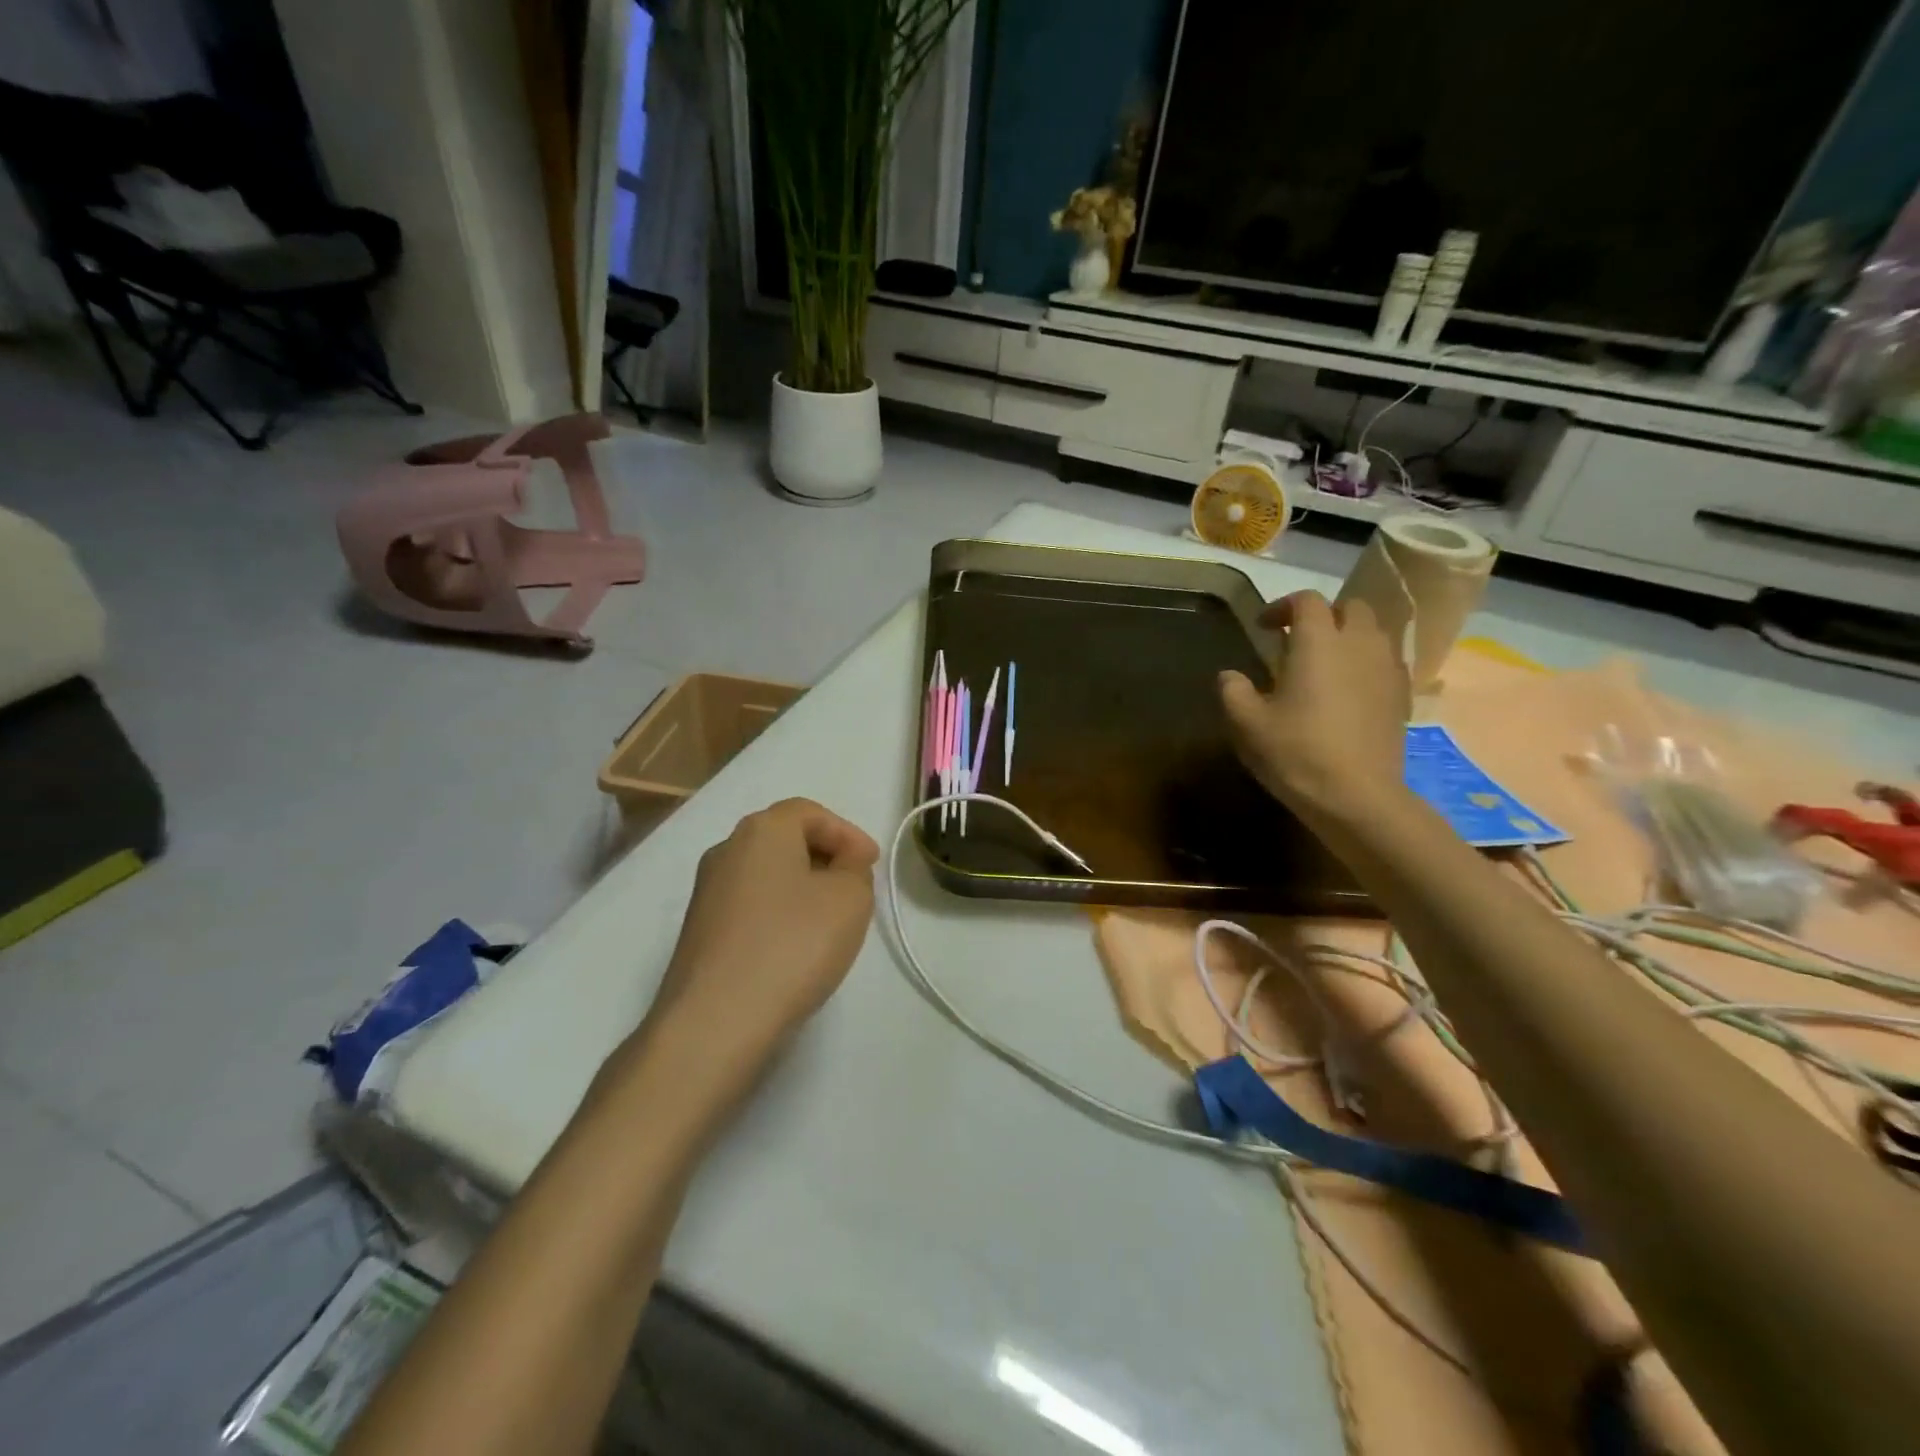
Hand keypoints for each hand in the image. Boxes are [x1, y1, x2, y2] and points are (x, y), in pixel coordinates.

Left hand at [642, 798, 877, 1087]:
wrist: (715, 1022)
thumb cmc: (793, 944)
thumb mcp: (850, 898)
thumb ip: (855, 869)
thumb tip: (841, 864)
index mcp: (762, 830)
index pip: (810, 812)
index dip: (847, 833)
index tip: (871, 865)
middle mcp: (726, 849)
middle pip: (784, 839)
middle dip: (825, 857)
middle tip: (854, 887)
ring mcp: (706, 892)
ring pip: (766, 874)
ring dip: (801, 887)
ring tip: (829, 920)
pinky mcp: (698, 931)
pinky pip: (749, 906)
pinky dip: (778, 913)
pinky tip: (794, 947)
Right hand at [1219, 591, 1409, 823]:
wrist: (1357, 796)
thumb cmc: (1296, 752)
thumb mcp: (1247, 723)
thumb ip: (1233, 691)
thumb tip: (1230, 675)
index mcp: (1318, 642)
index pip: (1306, 600)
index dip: (1282, 606)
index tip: (1263, 628)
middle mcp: (1358, 644)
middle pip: (1350, 607)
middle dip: (1325, 615)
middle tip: (1298, 641)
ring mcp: (1386, 669)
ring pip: (1374, 632)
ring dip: (1349, 637)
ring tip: (1325, 664)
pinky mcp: (1401, 695)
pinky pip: (1385, 662)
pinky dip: (1366, 663)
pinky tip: (1348, 691)